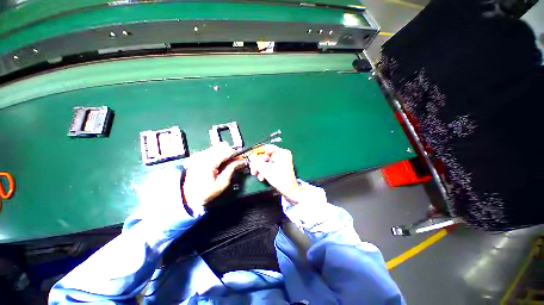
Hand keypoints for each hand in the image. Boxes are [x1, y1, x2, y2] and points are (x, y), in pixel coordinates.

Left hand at [183, 142, 244, 204]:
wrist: (187, 197)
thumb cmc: (206, 193)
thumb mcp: (222, 184)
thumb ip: (231, 169)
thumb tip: (240, 161)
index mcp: (209, 162)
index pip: (227, 150)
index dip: (236, 155)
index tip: (240, 161)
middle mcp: (202, 155)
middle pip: (222, 145)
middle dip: (230, 153)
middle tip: (232, 163)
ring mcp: (198, 154)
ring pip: (217, 147)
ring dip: (224, 153)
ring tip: (224, 164)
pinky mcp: (196, 156)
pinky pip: (211, 150)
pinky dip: (217, 155)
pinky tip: (217, 164)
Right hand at [248, 145, 302, 203]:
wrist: (290, 191)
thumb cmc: (279, 178)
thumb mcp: (265, 170)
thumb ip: (256, 162)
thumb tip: (250, 156)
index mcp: (282, 152)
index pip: (267, 147)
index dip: (258, 152)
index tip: (251, 157)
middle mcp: (283, 155)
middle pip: (266, 155)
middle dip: (258, 163)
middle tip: (252, 168)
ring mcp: (282, 161)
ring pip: (267, 162)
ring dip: (260, 168)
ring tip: (256, 175)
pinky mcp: (281, 167)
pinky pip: (271, 166)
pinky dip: (265, 171)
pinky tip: (262, 177)